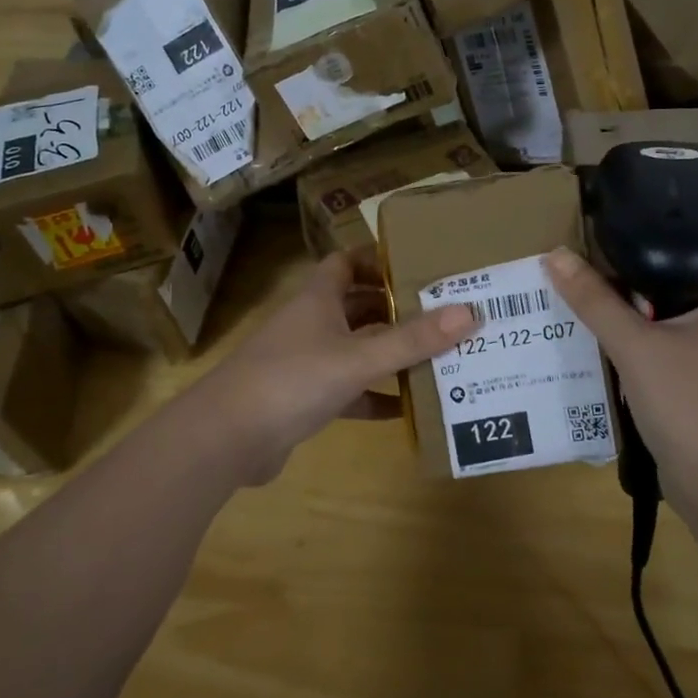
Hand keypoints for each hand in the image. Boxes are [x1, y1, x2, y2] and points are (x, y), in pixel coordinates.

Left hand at [208, 253, 476, 472]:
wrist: (227, 438)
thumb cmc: (292, 380)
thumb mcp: (358, 358)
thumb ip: (412, 339)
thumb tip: (469, 312)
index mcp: (318, 299)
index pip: (346, 263)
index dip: (378, 259)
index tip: (420, 264)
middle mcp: (312, 324)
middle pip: (358, 306)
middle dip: (396, 308)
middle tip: (444, 313)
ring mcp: (306, 363)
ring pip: (356, 349)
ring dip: (390, 353)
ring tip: (438, 355)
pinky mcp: (305, 400)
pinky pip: (350, 391)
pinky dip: (376, 396)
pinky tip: (408, 408)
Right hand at [545, 248, 697, 518]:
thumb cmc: (691, 404)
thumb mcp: (635, 347)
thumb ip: (595, 301)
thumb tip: (555, 254)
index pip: (691, 246)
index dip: (647, 235)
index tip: (603, 228)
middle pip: (669, 282)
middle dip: (624, 276)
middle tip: (579, 261)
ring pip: (661, 318)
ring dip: (625, 312)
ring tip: (579, 292)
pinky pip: (659, 348)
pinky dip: (632, 342)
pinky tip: (596, 339)